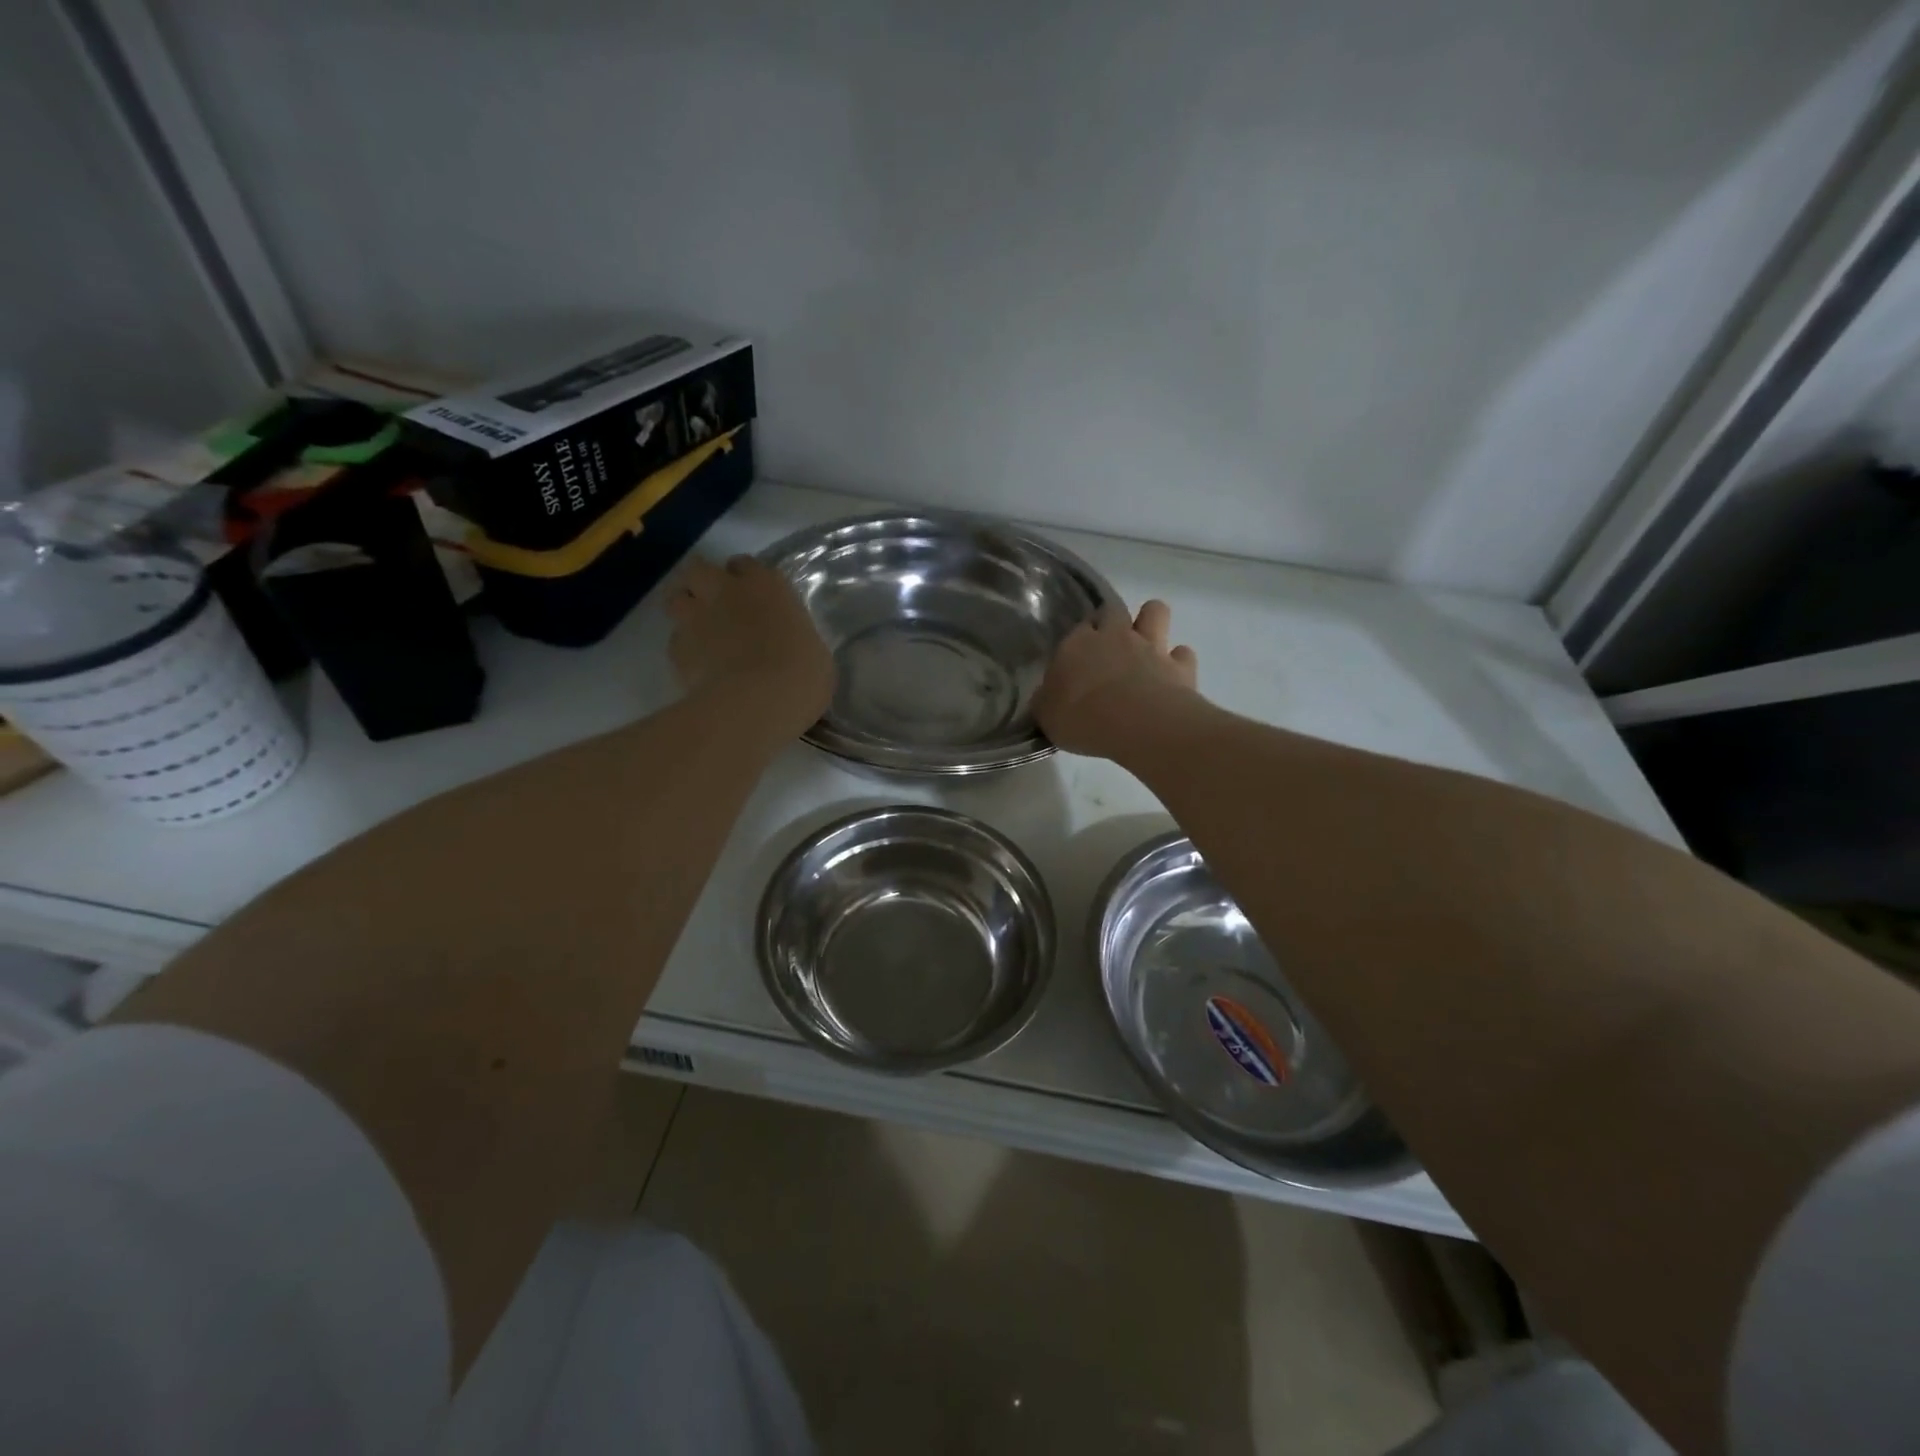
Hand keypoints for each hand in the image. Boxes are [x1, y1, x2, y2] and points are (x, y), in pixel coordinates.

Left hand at [667, 555, 833, 738]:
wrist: (758, 702)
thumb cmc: (802, 674)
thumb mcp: (812, 650)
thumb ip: (791, 636)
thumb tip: (787, 643)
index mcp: (766, 586)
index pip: (746, 565)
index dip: (745, 578)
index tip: (751, 594)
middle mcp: (726, 591)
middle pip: (699, 569)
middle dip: (703, 582)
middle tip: (715, 603)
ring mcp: (696, 617)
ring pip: (676, 599)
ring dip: (686, 610)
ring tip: (699, 632)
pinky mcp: (677, 648)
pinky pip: (675, 641)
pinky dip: (684, 649)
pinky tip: (697, 666)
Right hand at [1033, 598, 1199, 758]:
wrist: (1139, 725)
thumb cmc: (1083, 718)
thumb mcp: (1047, 716)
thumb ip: (1046, 701)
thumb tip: (1045, 697)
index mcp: (1077, 644)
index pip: (1077, 628)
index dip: (1079, 640)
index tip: (1077, 659)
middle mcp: (1115, 636)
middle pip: (1113, 610)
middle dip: (1112, 622)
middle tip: (1109, 647)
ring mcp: (1151, 646)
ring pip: (1155, 611)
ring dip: (1151, 622)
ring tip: (1145, 646)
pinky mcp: (1180, 666)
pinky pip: (1183, 653)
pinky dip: (1179, 661)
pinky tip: (1172, 677)